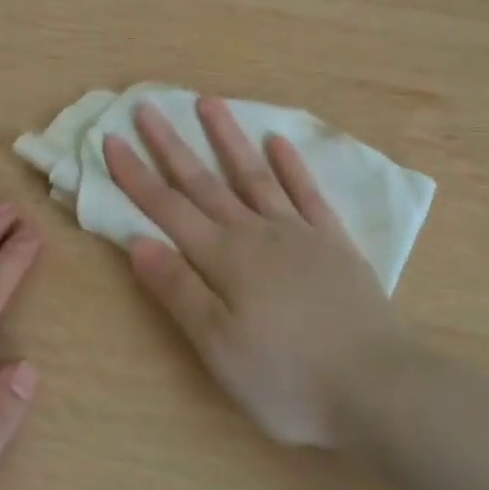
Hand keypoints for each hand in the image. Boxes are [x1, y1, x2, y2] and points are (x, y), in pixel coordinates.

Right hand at [104, 99, 405, 447]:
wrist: (377, 386)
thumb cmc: (287, 379)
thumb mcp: (219, 348)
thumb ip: (179, 290)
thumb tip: (137, 241)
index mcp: (224, 259)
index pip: (168, 208)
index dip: (136, 175)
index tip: (111, 138)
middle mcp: (257, 233)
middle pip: (205, 182)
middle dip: (171, 145)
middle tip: (147, 106)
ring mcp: (299, 233)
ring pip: (254, 175)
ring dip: (228, 139)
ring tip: (208, 103)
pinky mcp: (334, 242)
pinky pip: (307, 193)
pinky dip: (291, 165)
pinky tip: (278, 142)